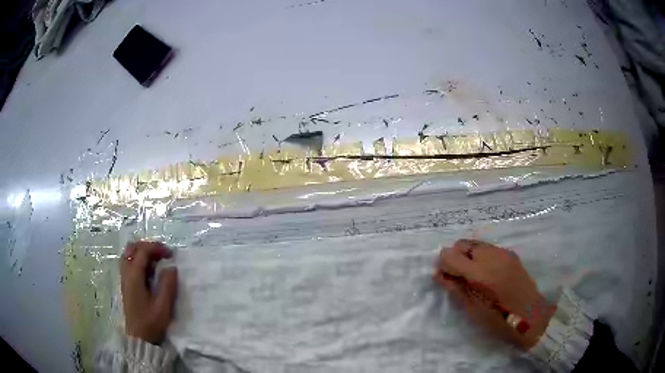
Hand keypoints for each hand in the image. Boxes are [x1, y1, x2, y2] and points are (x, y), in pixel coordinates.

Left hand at [120, 241, 177, 344]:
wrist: (139, 337)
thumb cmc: (151, 322)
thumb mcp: (163, 306)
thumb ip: (167, 285)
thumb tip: (172, 268)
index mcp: (134, 276)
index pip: (143, 251)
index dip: (157, 248)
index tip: (171, 254)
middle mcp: (126, 273)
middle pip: (132, 248)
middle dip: (148, 246)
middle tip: (162, 254)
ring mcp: (124, 278)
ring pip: (129, 254)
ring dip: (143, 252)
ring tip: (157, 261)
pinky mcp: (126, 284)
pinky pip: (129, 263)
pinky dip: (139, 260)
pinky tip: (150, 271)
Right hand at [433, 239, 554, 349]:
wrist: (530, 314)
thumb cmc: (499, 318)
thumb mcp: (472, 308)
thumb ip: (455, 288)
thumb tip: (440, 274)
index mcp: (480, 272)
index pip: (450, 254)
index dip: (444, 265)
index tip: (446, 278)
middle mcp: (491, 255)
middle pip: (462, 244)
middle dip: (456, 258)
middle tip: (459, 278)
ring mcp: (503, 252)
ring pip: (476, 244)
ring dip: (469, 256)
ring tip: (474, 276)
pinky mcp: (510, 253)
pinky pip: (488, 249)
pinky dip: (481, 257)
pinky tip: (487, 274)